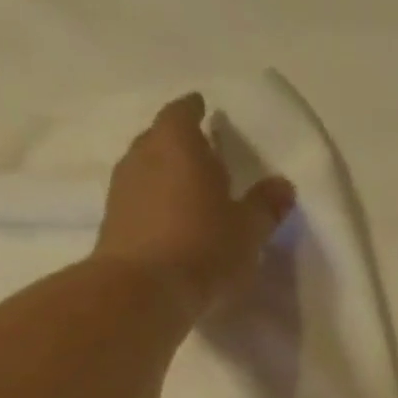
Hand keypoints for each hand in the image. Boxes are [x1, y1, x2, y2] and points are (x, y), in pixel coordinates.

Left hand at [91, 93, 294, 316]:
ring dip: (166, 172)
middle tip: (203, 154)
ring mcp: (123, 185)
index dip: (194, 109)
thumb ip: (266, 205)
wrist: (145, 288)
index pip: (183, 112)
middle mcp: (144, 154)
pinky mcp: (114, 217)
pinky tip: (170, 218)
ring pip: (147, 166)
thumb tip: (284, 185)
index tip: (203, 109)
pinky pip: (139, 196)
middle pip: (161, 137)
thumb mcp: (248, 230)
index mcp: (178, 144)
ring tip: (188, 189)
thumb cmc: (204, 247)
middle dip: (181, 142)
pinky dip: (155, 199)